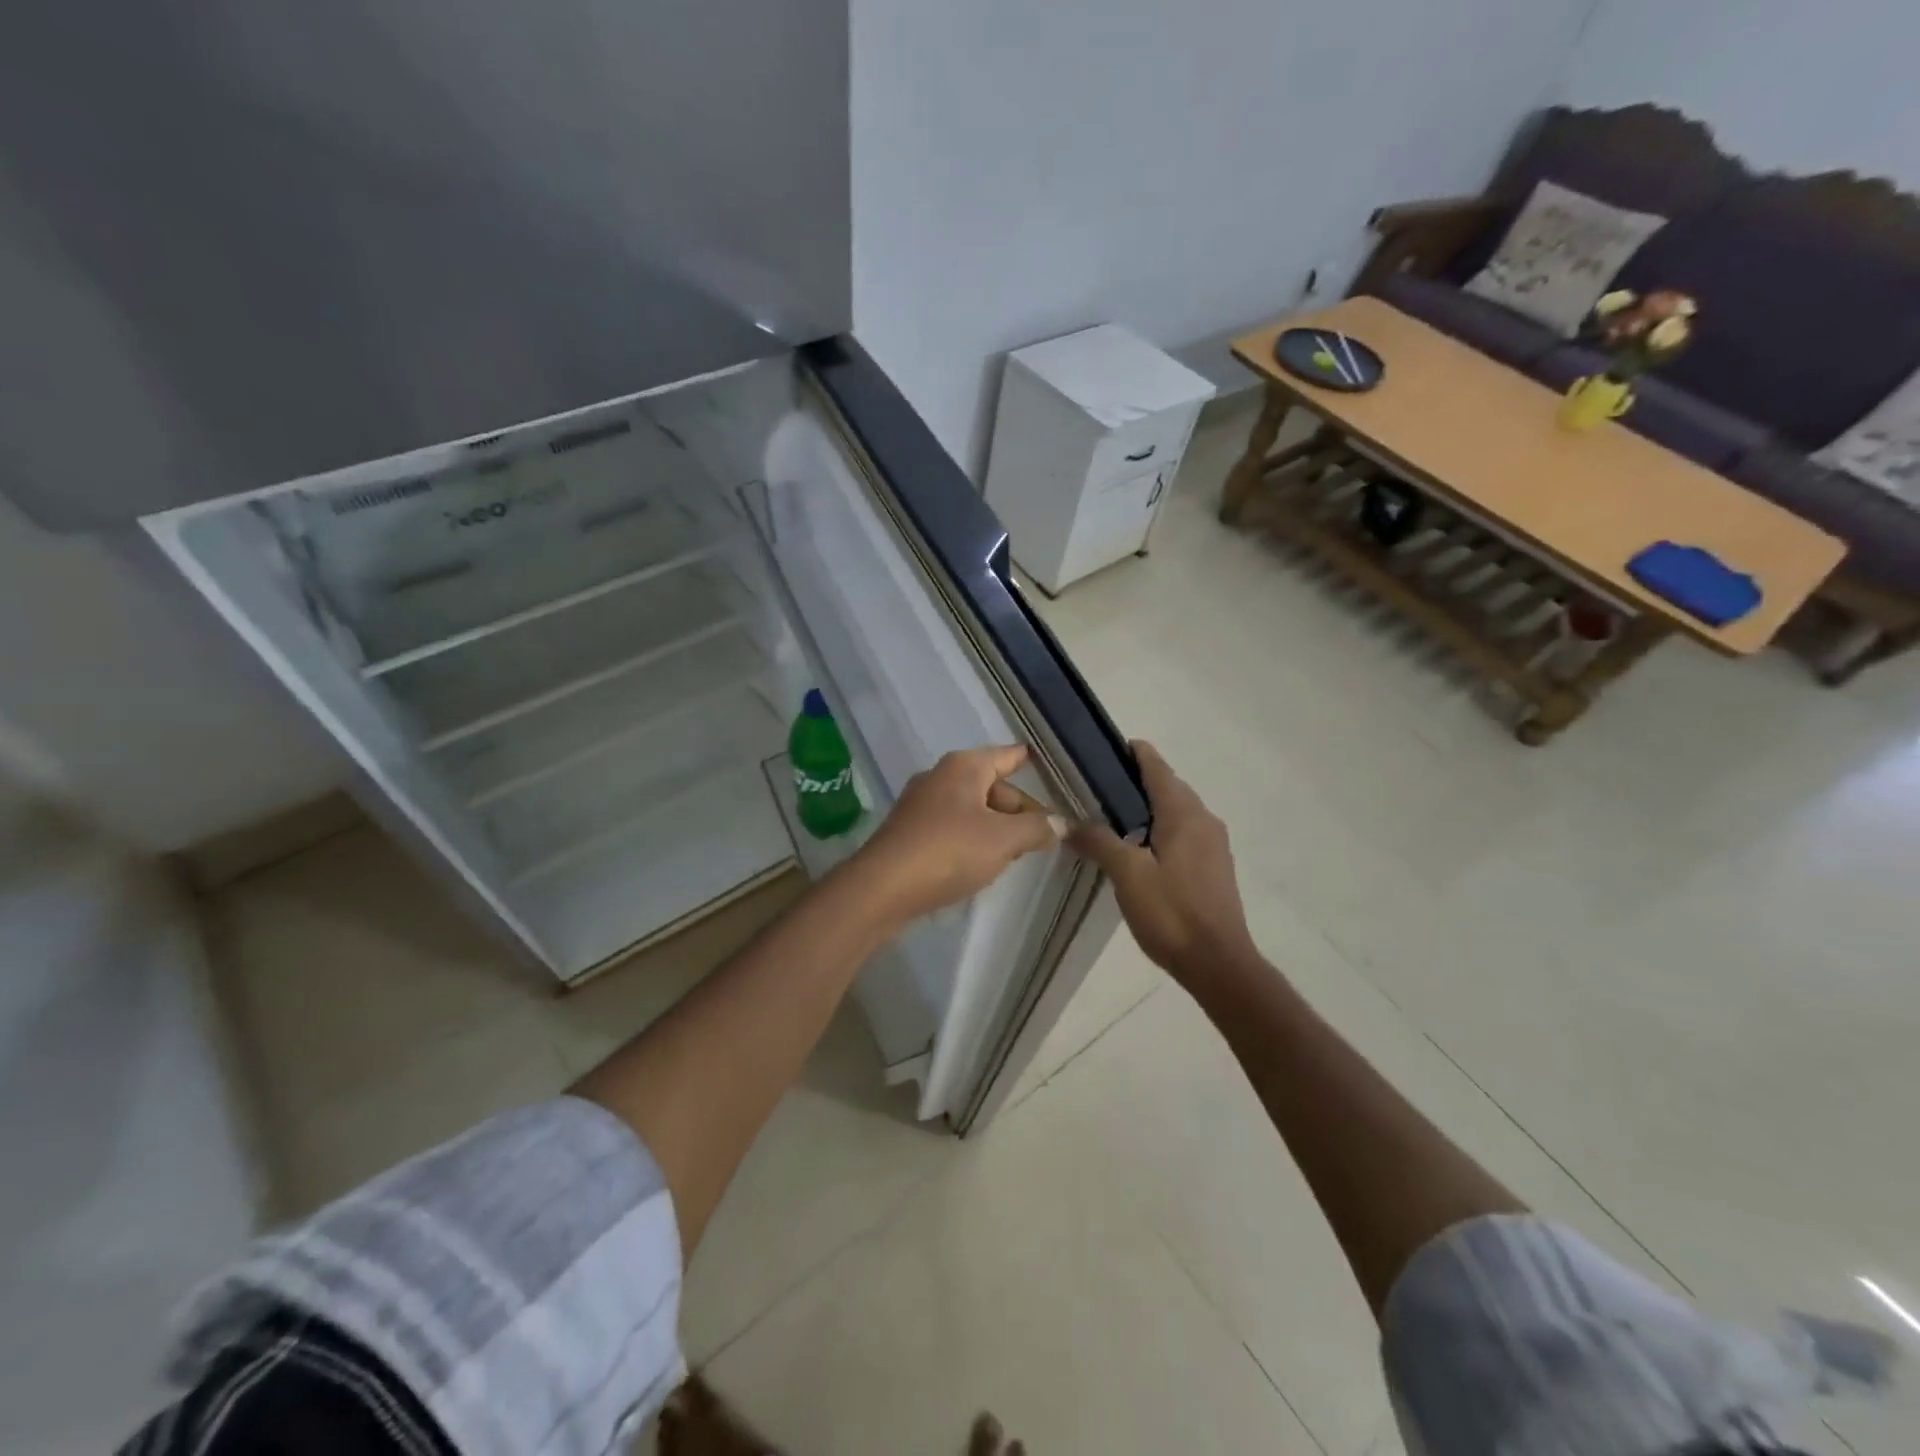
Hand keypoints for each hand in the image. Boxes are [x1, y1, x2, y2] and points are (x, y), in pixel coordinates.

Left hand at [851, 744, 1064, 924]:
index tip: (1047, 762)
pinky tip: (981, 862)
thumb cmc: (949, 851)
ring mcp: (921, 804)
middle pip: (991, 786)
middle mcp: (940, 776)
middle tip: (1044, 835)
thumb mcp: (1003, 839)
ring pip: (972, 808)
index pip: (1007, 756)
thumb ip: (1036, 828)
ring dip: (996, 826)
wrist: (883, 888)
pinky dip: (972, 838)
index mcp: (964, 767)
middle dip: (1018, 808)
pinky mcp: (909, 832)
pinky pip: (952, 826)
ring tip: (1018, 852)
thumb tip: (1060, 823)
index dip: (1028, 760)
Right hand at [1070, 741, 1256, 980]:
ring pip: (1176, 811)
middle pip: (1167, 786)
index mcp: (1184, 812)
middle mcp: (1204, 819)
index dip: (1131, 753)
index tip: (1102, 751)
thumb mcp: (1127, 874)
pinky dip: (1160, 829)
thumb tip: (1070, 823)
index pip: (1155, 766)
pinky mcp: (1214, 866)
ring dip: (1147, 808)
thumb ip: (1098, 842)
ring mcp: (1213, 843)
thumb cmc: (1172, 912)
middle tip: (1094, 790)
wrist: (1219, 963)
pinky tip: (1138, 850)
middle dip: (1134, 782)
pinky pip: (1184, 833)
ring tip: (1110, 820)